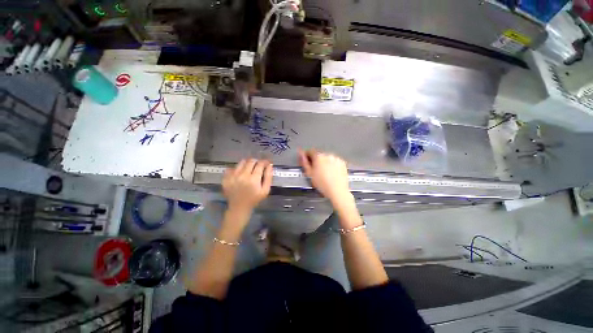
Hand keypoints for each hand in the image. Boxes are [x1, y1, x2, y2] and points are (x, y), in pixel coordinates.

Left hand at [223, 159, 272, 213]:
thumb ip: (268, 177)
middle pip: (251, 161)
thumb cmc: (254, 199)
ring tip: (249, 168)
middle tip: (258, 165)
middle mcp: (242, 175)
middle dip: (256, 161)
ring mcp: (232, 176)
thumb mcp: (265, 190)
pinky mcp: (226, 178)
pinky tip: (240, 174)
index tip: (266, 163)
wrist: (239, 207)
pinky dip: (237, 168)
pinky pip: (232, 168)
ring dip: (247, 163)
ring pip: (241, 162)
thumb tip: (270, 165)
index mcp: (253, 179)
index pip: (260, 164)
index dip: (265, 162)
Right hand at [299, 149, 350, 203]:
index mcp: (318, 156)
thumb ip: (304, 162)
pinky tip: (330, 173)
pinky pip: (334, 161)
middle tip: (314, 170)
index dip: (306, 156)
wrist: (337, 190)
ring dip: (324, 162)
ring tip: (323, 173)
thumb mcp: (309, 174)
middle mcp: (328, 155)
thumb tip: (301, 155)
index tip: (306, 160)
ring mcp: (336, 159)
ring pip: (327, 158)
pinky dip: (332, 165)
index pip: (310, 151)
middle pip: (318, 155)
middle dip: (316, 160)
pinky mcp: (342, 163)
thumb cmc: (324, 184)